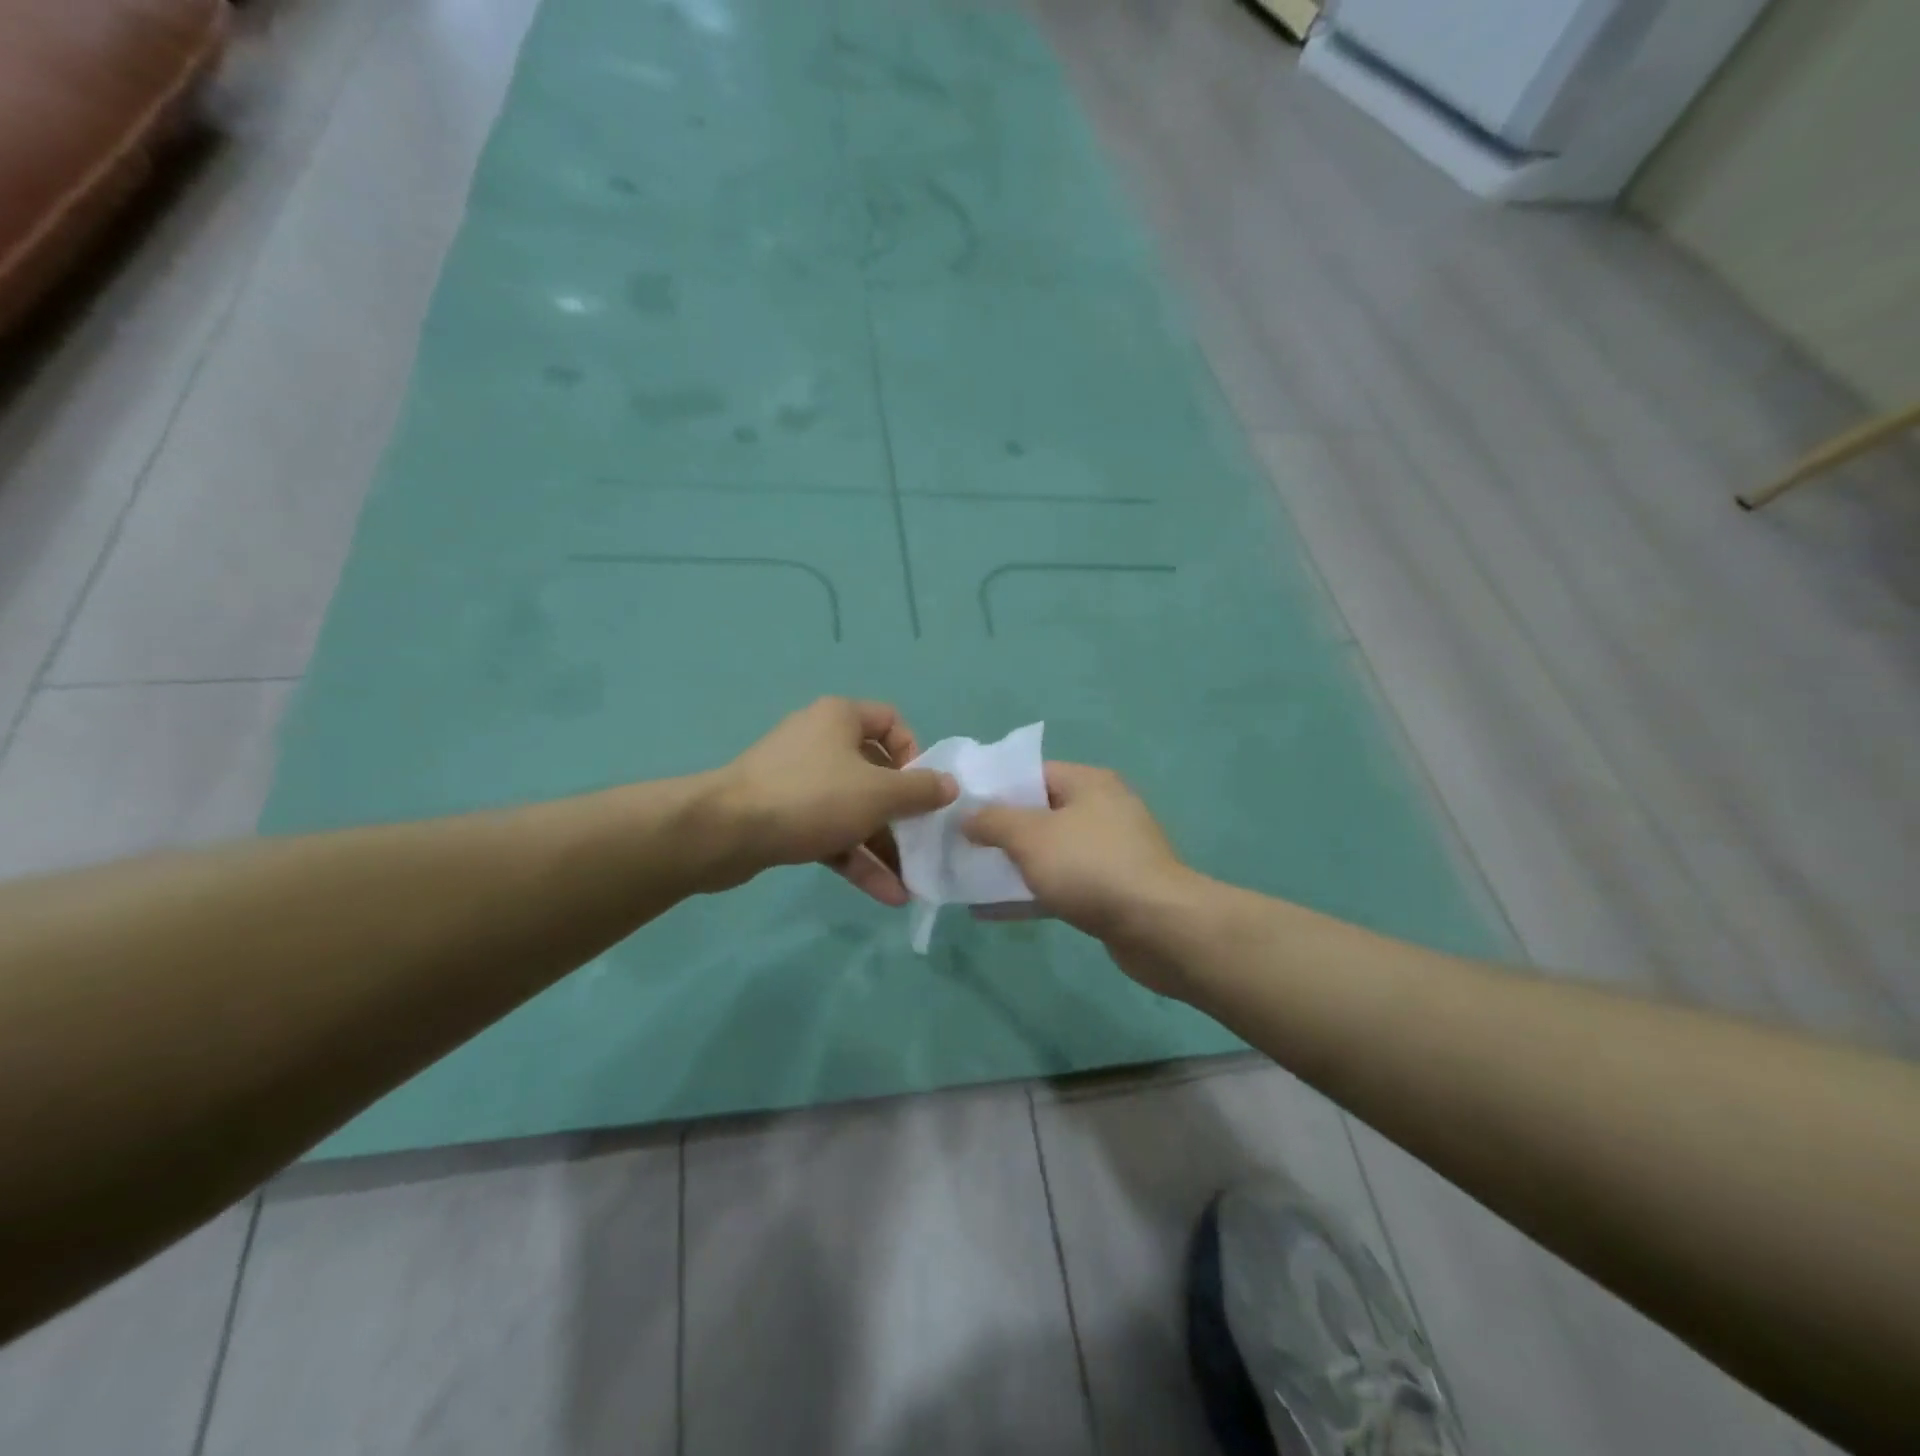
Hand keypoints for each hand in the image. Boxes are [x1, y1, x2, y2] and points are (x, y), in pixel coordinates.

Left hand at [712, 698, 956, 904]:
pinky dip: (856, 859)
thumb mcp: (878, 793)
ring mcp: (800, 782)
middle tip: (925, 844)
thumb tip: (950, 786)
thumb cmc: (811, 797)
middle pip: (875, 773)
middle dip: (903, 814)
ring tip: (913, 883)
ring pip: (854, 809)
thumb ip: (920, 790)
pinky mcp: (785, 817)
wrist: (726, 832)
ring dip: (884, 846)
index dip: (914, 754)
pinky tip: (885, 894)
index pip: (891, 722)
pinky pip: (831, 832)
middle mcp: (821, 742)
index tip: (923, 789)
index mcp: (840, 719)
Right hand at [963, 763, 1201, 995]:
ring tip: (971, 878)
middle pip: (1040, 813)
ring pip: (1050, 852)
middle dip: (1000, 831)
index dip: (995, 789)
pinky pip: (1062, 883)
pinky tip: (996, 910)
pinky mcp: (1113, 889)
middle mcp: (1103, 809)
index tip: (961, 809)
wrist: (1158, 926)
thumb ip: (993, 821)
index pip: (1032, 774)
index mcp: (1089, 783)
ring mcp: (1111, 851)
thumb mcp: (1031, 836)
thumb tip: (968, 816)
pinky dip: (1032, 892)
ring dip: (1014, 865)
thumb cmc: (1090, 866)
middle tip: (961, 846)